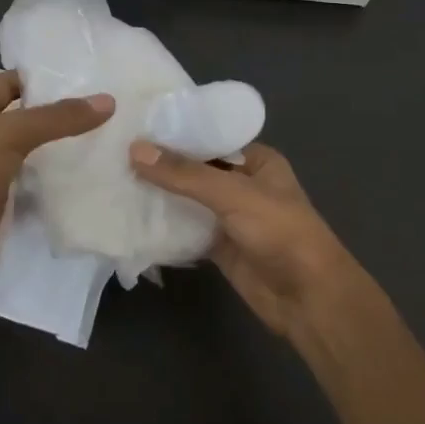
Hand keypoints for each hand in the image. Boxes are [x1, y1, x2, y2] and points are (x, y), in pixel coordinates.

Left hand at [0, 71, 113, 288]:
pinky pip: (36, 188)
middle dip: (59, 114)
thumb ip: (56, 117)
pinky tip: (91, 178)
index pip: (9, 83)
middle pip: (26, 119)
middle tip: (105, 108)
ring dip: (62, 150)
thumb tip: (107, 101)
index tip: (82, 75)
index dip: (39, 77)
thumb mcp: (9, 133)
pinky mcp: (4, 206)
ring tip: (108, 139)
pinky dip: (58, 185)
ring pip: (34, 155)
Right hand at [130, 140, 356, 339]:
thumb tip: (135, 149)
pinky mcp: (219, 246)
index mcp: (256, 160)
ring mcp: (230, 216)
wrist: (309, 301)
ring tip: (114, 174)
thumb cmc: (280, 232)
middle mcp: (242, 183)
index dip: (176, 130)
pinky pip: (186, 228)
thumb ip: (184, 174)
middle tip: (116, 148)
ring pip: (188, 199)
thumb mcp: (232, 194)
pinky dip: (164, 223)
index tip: (136, 122)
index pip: (209, 136)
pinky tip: (131, 213)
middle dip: (162, 162)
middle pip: (195, 168)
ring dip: (159, 192)